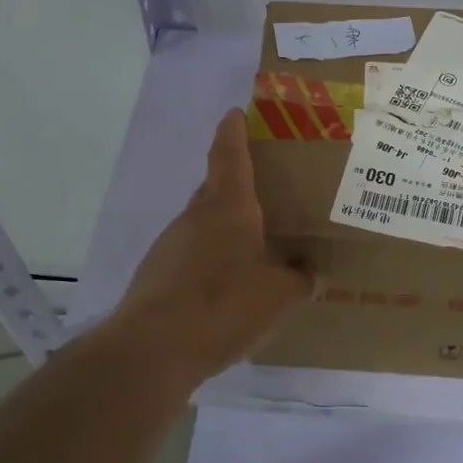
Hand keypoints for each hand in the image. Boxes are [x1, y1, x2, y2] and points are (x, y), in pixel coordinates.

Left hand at [106, 109, 312, 382]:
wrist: (152, 349)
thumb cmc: (223, 306)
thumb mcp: (278, 295)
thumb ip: (299, 280)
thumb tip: (310, 273)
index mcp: (228, 208)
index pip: (229, 155)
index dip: (233, 132)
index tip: (235, 113)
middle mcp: (195, 218)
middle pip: (216, 189)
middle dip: (238, 186)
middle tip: (267, 194)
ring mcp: (171, 246)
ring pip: (203, 225)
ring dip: (225, 229)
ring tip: (255, 249)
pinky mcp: (157, 275)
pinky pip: (192, 256)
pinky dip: (211, 261)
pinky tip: (227, 288)